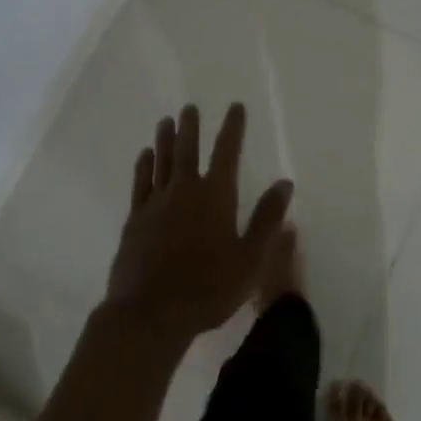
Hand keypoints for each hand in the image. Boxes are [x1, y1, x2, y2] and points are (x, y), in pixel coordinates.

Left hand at [105, 102, 293, 345]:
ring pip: (161, 161)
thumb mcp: (250, 259)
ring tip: (166, 120)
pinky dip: (143, 166)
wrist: (149, 313)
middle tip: (190, 107)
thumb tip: (285, 183)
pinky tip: (145, 156)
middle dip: (191, 127)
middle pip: (188, 150)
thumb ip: (266, 219)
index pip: (227, 152)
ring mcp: (156, 204)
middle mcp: (185, 191)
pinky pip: (140, 183)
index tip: (235, 107)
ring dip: (165, 139)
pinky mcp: (135, 219)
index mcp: (216, 197)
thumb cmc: (208, 289)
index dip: (232, 128)